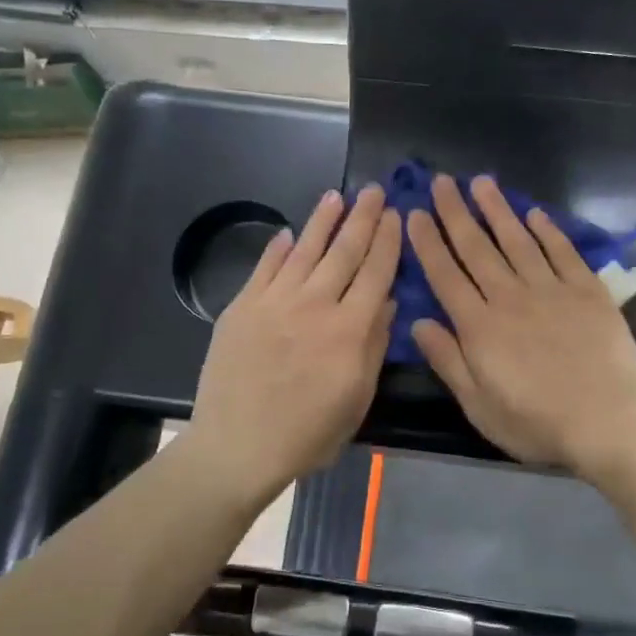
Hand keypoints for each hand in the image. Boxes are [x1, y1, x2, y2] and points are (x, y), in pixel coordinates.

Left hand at [187, 186, 400, 502]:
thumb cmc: (308, 433)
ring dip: (323, 220)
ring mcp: (275, 301)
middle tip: (374, 190)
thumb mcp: (358, 398)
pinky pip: (264, 268)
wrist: (238, 445)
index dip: (388, 241)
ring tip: (337, 196)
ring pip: (304, 250)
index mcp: (349, 329)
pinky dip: (278, 248)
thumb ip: (374, 345)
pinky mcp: (242, 307)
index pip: (376, 272)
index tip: (397, 214)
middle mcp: (315, 304)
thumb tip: (388, 300)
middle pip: (344, 251)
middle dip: (363, 218)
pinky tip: (288, 233)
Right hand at [406, 174, 635, 477]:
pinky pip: (562, 252)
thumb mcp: (479, 405)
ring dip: (497, 209)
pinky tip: (534, 214)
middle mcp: (510, 297)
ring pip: (517, 240)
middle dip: (455, 213)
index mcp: (479, 326)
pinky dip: (547, 230)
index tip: (414, 214)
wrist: (608, 422)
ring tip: (481, 182)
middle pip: (477, 248)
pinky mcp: (587, 290)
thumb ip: (448, 361)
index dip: (427, 242)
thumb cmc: (536, 423)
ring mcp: (551, 289)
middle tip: (441, 182)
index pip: (445, 275)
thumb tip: (418, 323)